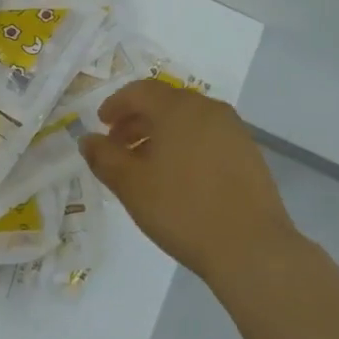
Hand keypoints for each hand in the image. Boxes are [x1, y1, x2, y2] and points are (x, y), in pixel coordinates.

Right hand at [79, 81, 299, 280]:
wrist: (251, 248)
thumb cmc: (182, 210)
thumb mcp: (131, 185)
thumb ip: (104, 157)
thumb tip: (87, 139)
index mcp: (178, 108)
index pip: (140, 91)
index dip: (116, 104)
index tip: (101, 125)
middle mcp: (209, 109)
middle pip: (165, 102)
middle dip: (137, 119)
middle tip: (118, 146)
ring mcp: (234, 131)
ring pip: (187, 120)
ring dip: (161, 133)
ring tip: (145, 165)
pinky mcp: (249, 153)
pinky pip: (207, 136)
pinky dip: (185, 145)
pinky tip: (178, 177)